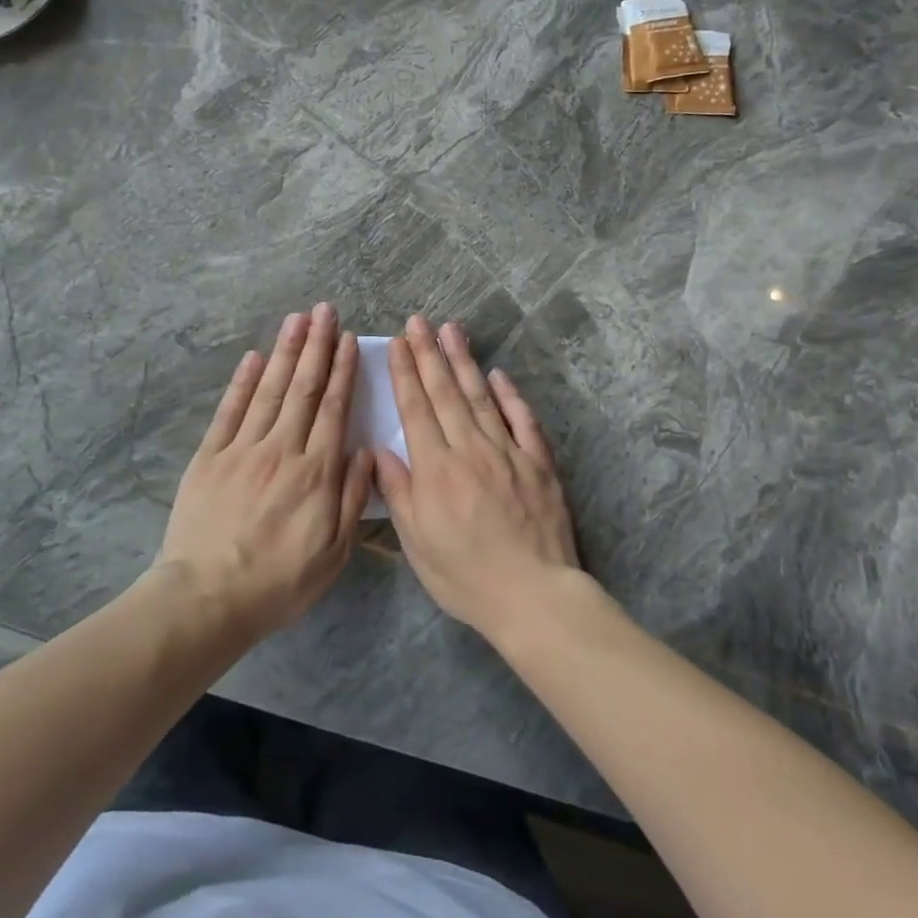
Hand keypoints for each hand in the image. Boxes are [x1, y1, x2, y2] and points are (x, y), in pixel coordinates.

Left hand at [157, 303, 373, 636]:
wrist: (207, 598)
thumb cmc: (278, 581)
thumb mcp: (333, 552)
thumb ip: (351, 497)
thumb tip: (365, 451)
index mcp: (316, 472)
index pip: (333, 409)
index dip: (342, 371)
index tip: (347, 339)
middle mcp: (282, 449)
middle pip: (303, 389)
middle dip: (316, 346)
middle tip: (324, 310)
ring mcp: (242, 449)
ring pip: (269, 390)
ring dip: (285, 352)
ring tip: (297, 319)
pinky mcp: (210, 456)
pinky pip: (230, 410)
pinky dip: (243, 381)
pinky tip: (254, 356)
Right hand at [374, 314, 581, 640]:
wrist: (533, 595)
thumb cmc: (465, 575)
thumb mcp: (417, 542)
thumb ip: (398, 492)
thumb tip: (379, 450)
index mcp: (436, 469)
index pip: (416, 409)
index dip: (405, 373)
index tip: (397, 343)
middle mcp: (470, 449)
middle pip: (445, 392)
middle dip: (429, 353)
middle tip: (418, 321)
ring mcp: (508, 452)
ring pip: (481, 396)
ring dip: (464, 361)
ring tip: (452, 330)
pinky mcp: (538, 462)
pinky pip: (523, 420)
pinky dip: (510, 395)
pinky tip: (498, 374)